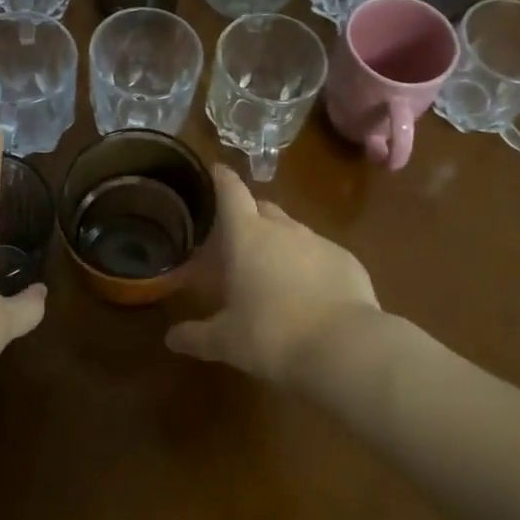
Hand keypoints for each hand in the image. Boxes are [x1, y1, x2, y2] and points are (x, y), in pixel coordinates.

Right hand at [165, 165, 380, 384]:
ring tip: (272, 273)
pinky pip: (320, 253)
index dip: (221, 178)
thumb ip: (196, 336)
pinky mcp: (347, 260)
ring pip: (293, 231)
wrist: (345, 348)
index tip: (215, 171)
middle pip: (262, 208)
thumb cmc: (273, 337)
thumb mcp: (226, 342)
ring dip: (280, 244)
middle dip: (249, 218)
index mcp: (247, 236)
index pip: (231, 191)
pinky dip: (310, 265)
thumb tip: (171, 338)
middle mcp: (283, 228)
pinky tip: (309, 294)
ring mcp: (318, 241)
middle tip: (236, 241)